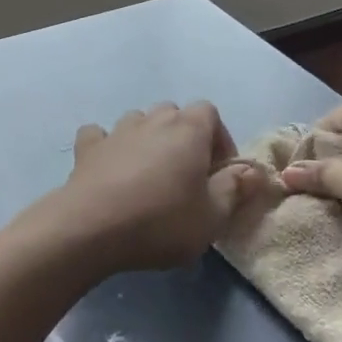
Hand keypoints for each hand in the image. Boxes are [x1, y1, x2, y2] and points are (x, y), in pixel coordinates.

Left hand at [41, 102, 283, 273]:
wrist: (91, 228)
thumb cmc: (161, 221)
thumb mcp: (212, 216)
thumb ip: (235, 189)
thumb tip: (253, 171)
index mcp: (189, 129)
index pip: (210, 113)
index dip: (218, 138)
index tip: (218, 171)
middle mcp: (154, 119)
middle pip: (175, 114)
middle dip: (184, 137)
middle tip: (186, 174)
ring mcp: (118, 130)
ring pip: (140, 121)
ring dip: (148, 139)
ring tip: (150, 174)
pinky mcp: (88, 148)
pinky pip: (100, 136)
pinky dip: (107, 146)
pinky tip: (109, 167)